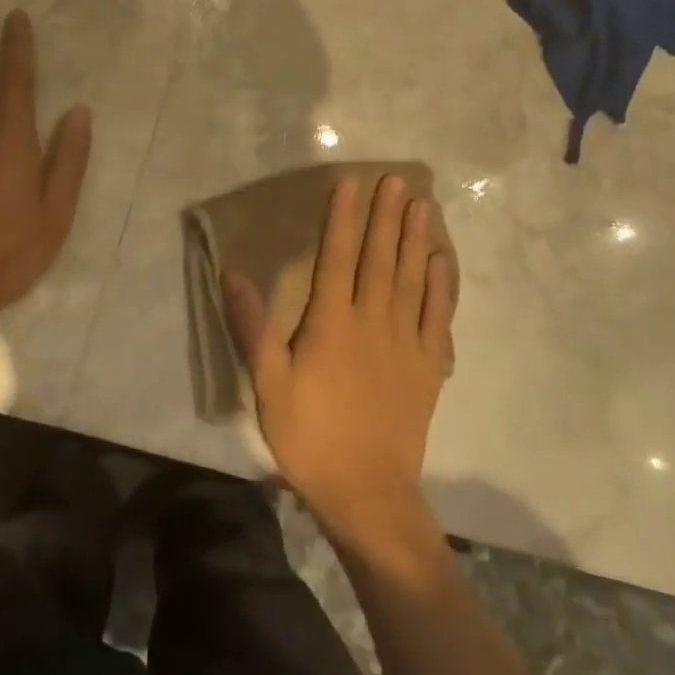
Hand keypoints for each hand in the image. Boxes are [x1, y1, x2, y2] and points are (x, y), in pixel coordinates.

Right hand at [223, 175, 456, 551]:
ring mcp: (405, 342)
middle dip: (386, 215)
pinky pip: (437, 316)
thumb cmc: (310, 437)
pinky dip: (440, 286)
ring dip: (415, 239)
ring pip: (412, 278)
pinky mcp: (428, 365)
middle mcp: (372, 321)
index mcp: (331, 323)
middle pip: (380, 258)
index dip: (343, 218)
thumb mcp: (268, 385)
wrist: (368, 494)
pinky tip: (440, 261)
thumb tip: (234, 274)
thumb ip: (253, 328)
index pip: (337, 256)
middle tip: (396, 179)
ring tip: (421, 205)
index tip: (350, 183)